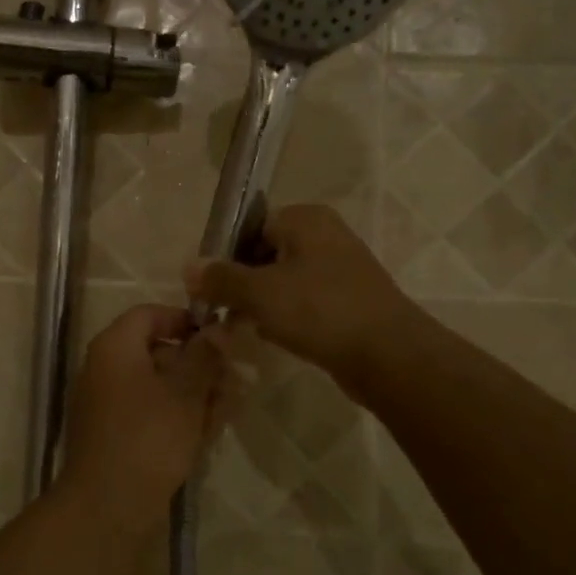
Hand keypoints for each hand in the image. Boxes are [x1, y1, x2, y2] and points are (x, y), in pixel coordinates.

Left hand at [57, 306, 230, 517]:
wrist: (108, 506)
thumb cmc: (149, 438)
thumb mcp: (185, 393)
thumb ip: (204, 357)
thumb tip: (219, 329)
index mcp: (114, 348)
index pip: (149, 314)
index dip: (185, 320)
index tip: (219, 337)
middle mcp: (104, 369)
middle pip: (156, 351)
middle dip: (199, 363)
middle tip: (234, 378)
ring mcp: (107, 403)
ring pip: (158, 385)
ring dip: (195, 392)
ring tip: (231, 406)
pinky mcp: (116, 434)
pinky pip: (150, 412)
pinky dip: (178, 415)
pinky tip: (210, 429)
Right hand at [184, 204, 416, 392]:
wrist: (388, 355)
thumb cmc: (319, 311)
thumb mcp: (259, 293)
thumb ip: (220, 278)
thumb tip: (187, 267)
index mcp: (306, 219)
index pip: (251, 226)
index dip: (226, 255)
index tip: (208, 286)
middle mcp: (325, 236)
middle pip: (266, 254)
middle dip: (241, 283)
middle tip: (221, 311)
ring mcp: (340, 269)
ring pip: (284, 281)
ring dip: (260, 304)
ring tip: (241, 328)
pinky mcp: (348, 301)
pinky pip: (305, 302)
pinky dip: (286, 316)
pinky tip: (272, 338)